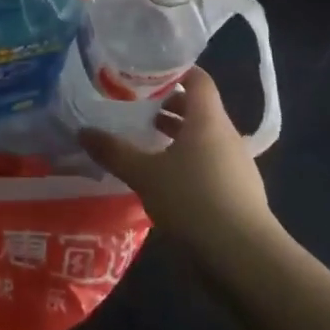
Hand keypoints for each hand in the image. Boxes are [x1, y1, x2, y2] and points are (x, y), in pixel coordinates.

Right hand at [78, 67, 278, 256]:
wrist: (246, 260)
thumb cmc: (194, 201)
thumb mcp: (145, 174)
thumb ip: (114, 151)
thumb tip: (83, 131)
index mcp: (208, 119)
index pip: (198, 79)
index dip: (174, 70)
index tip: (145, 71)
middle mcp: (226, 135)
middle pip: (199, 108)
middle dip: (168, 104)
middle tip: (135, 106)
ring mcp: (237, 165)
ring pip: (203, 138)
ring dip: (176, 135)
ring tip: (144, 140)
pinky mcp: (238, 193)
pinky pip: (209, 163)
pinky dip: (187, 161)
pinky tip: (164, 178)